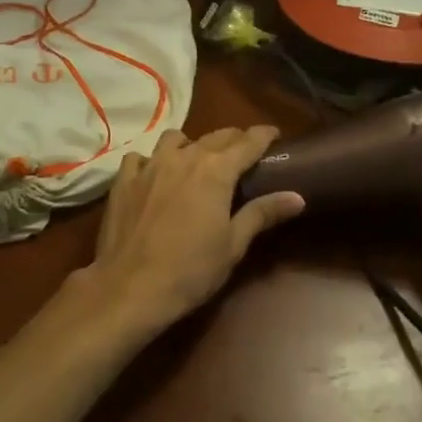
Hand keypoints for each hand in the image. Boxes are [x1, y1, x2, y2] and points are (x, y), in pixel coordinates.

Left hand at [63, 127, 305, 341]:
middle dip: (233, 139)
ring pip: (175, 138)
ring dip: (191, 144)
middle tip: (243, 151)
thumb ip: (262, 213)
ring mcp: (150, 165)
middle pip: (215, 136)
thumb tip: (297, 197)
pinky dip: (151, 160)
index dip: (263, 135)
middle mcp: (184, 157)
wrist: (131, 287)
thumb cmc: (191, 270)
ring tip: (196, 160)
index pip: (247, 142)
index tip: (274, 134)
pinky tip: (154, 175)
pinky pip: (140, 157)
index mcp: (216, 171)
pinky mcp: (124, 180)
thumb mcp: (233, 245)